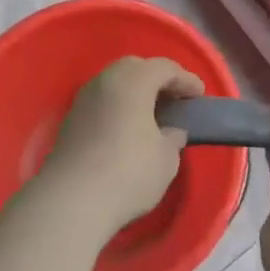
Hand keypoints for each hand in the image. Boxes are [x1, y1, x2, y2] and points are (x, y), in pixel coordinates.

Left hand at [43, 56, 202, 236]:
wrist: (71, 203)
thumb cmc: (128, 173)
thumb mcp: (166, 158)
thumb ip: (173, 137)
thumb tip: (170, 131)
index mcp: (133, 81)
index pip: (165, 68)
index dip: (185, 80)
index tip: (198, 95)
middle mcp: (106, 81)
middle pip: (135, 68)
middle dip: (157, 79)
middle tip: (174, 99)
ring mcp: (83, 100)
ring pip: (115, 84)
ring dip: (135, 93)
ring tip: (151, 115)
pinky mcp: (70, 121)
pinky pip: (102, 102)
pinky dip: (118, 107)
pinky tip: (127, 128)